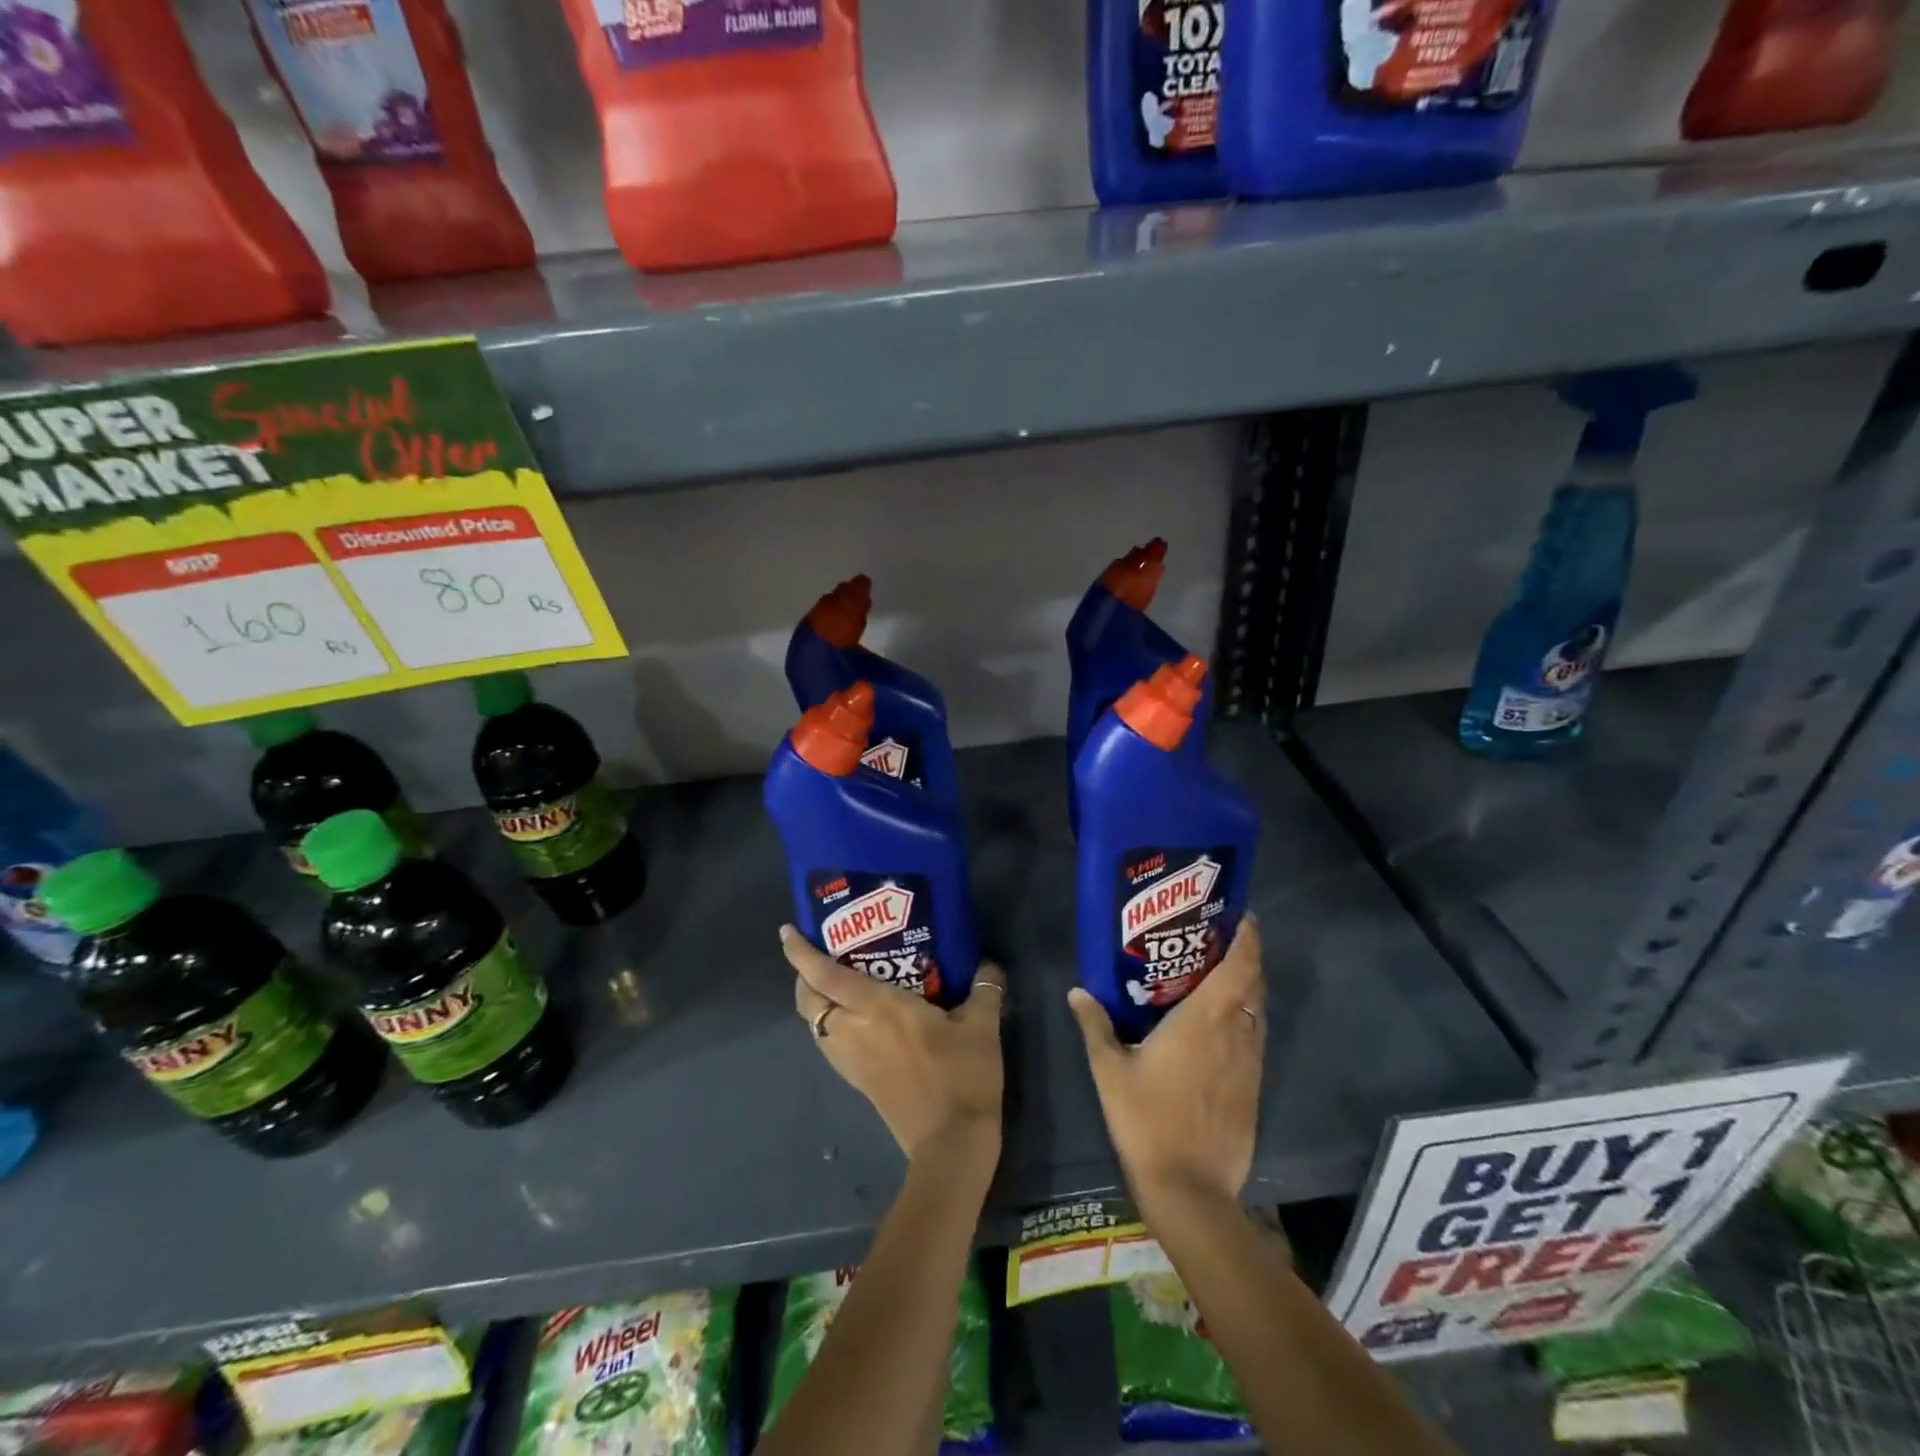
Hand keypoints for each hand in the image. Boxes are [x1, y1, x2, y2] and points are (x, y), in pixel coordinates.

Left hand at [783, 925, 1006, 1165]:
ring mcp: (852, 1061)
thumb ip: (984, 988)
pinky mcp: (859, 1082)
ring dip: (815, 1002)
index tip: (788, 932)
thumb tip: (988, 964)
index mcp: (879, 1008)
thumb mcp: (982, 1027)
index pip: (826, 976)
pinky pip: (829, 1045)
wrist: (952, 1145)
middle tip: (818, 956)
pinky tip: (854, 1021)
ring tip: (834, 984)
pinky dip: (829, 1025)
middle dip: (803, 976)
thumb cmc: (962, 1076)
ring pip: (815, 1025)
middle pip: (809, 1001)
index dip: (802, 954)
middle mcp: (855, 1031)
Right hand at [1068, 915, 1264, 1205]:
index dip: (1247, 938)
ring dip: (1246, 989)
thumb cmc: (1146, 1119)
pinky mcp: (1253, 1088)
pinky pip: (1254, 1038)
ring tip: (1219, 975)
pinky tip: (1220, 1028)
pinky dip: (1244, 1020)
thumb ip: (1095, 1025)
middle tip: (1220, 939)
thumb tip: (1078, 991)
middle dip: (1245, 957)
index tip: (1241, 916)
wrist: (1190, 1188)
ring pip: (1257, 1012)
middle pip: (1254, 984)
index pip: (1240, 966)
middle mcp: (1235, 1033)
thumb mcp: (1109, 1069)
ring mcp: (1250, 1063)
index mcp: (1205, 1019)